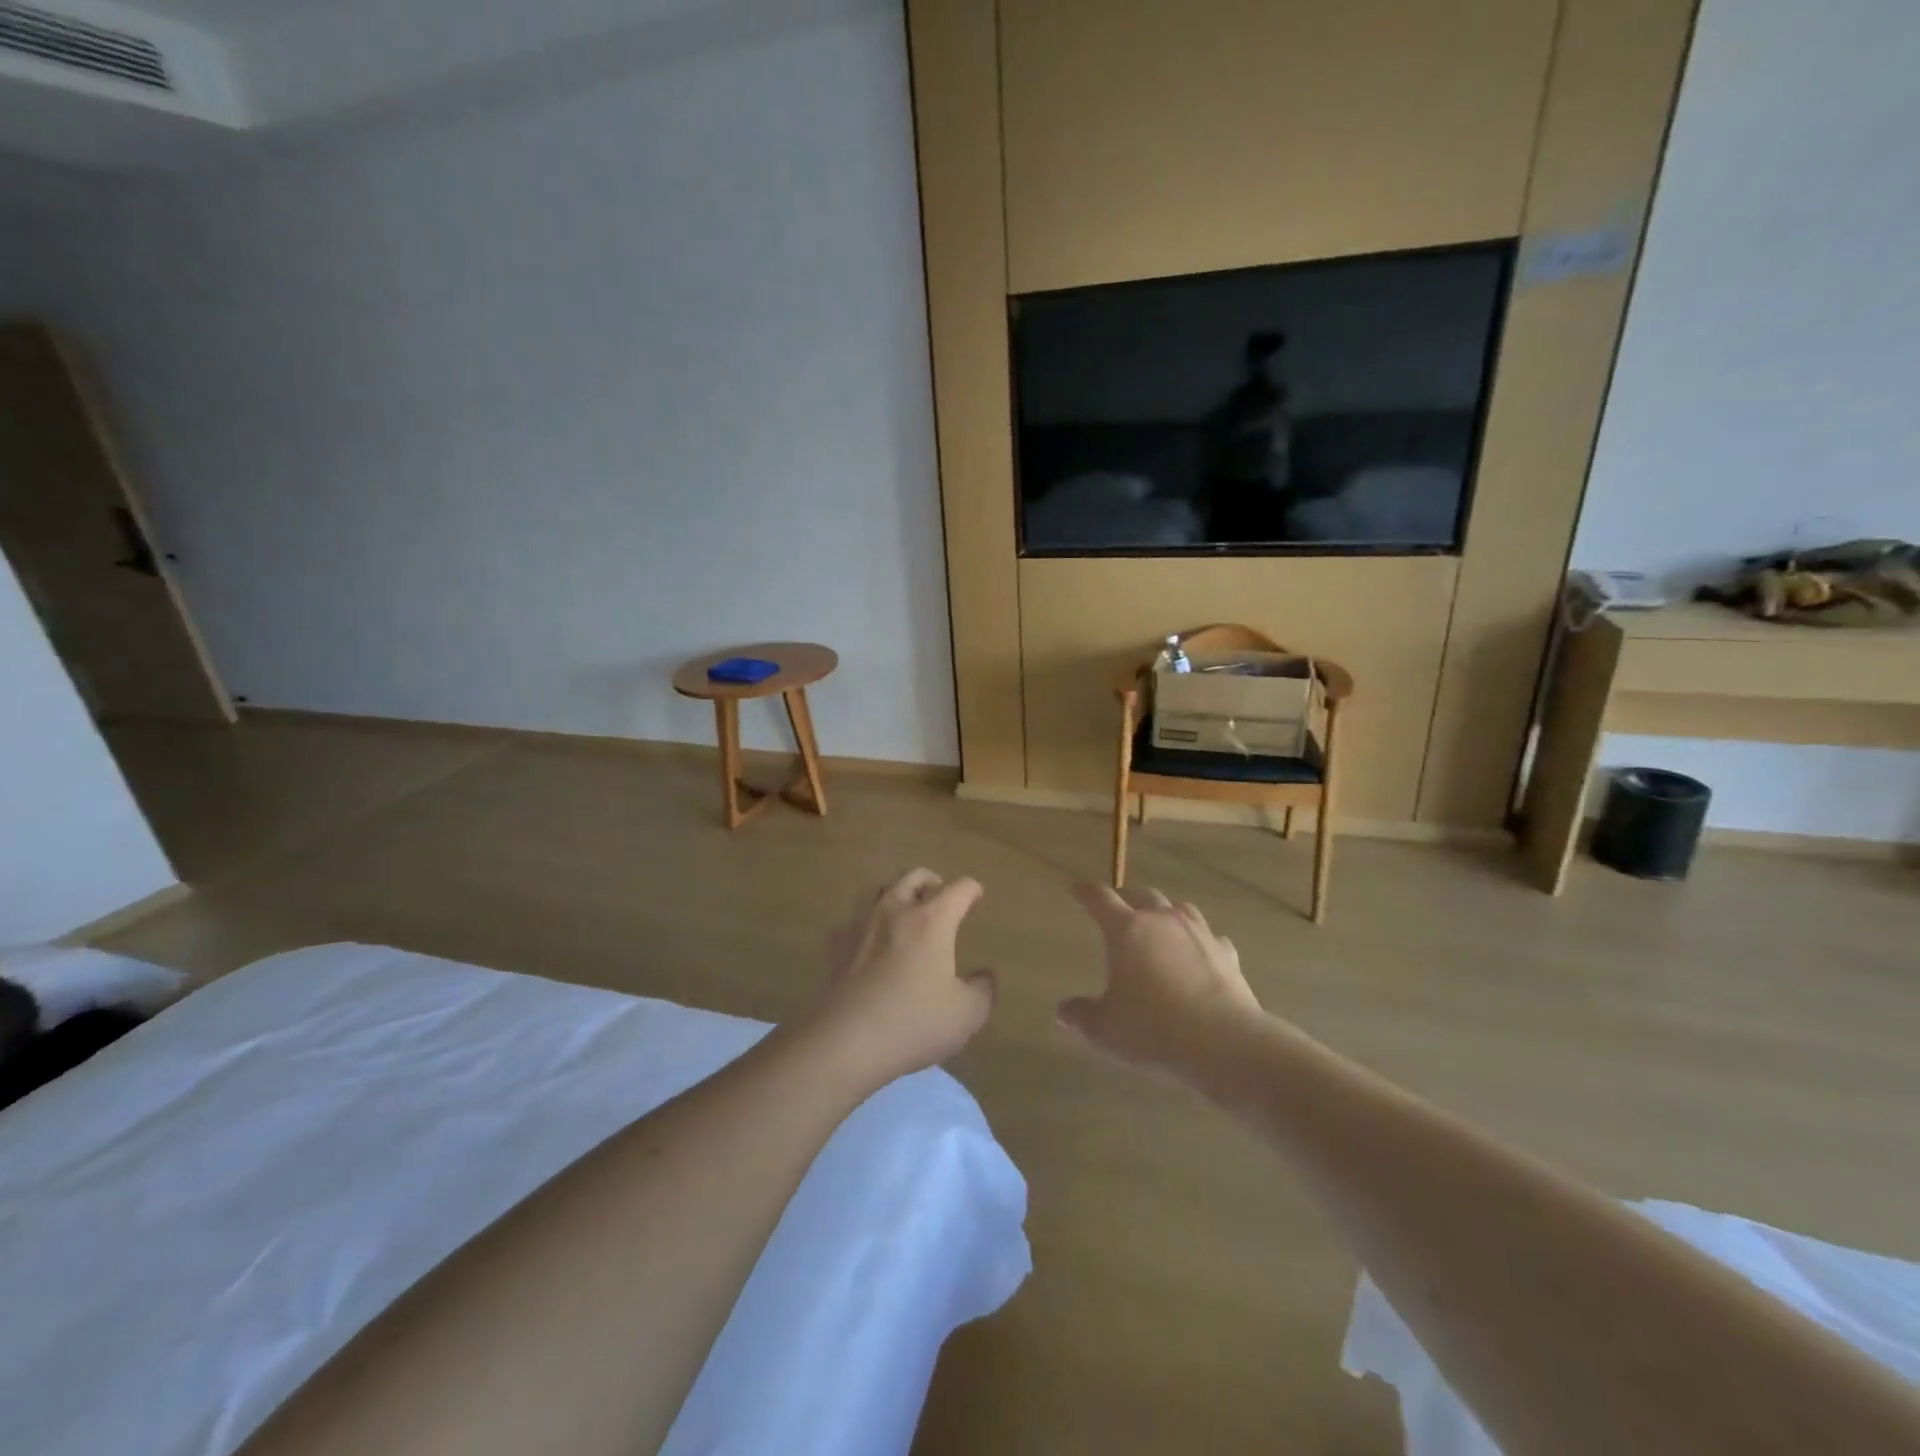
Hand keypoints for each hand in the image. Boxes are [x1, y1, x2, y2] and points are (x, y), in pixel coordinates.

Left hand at [809, 869, 996, 1087]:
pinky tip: (873, 945)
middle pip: (916, 877)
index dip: (971, 890)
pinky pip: (857, 921)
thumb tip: (985, 976)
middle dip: (934, 883)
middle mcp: (897, 910)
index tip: (976, 898)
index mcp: (932, 919)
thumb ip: (983, 990)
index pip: (958, 888)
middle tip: (943, 900)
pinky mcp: (838, 945)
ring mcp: (862, 924)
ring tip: (909, 917)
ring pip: (884, 892)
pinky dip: (871, 925)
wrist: (846, 1041)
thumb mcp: (966, 1015)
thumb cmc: (914, 1022)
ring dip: (901, 897)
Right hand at [1059, 885, 1263, 1078]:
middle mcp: (1162, 920)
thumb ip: (1081, 1016)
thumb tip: (1062, 1012)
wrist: (1223, 1042)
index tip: (1077, 890)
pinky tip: (1199, 954)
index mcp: (1126, 930)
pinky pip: (1209, 937)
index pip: (1100, 899)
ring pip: (1178, 908)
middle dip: (1126, 897)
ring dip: (1165, 912)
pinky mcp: (1226, 953)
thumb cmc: (1152, 1029)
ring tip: (1159, 924)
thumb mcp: (1104, 1029)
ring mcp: (1198, 933)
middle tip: (1117, 907)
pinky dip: (1199, 941)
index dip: (1085, 893)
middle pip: (1141, 894)